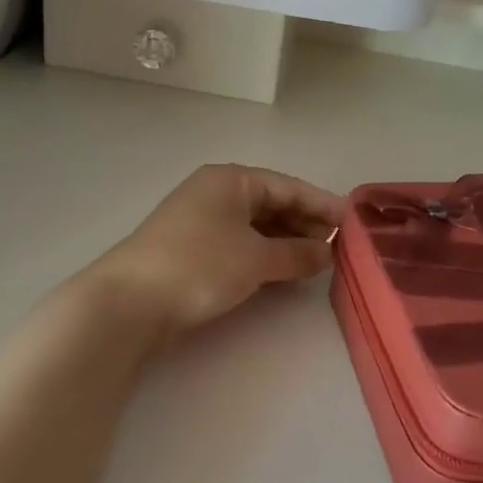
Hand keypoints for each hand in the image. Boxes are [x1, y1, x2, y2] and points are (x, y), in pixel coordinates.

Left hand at [89, 165, 346, 341]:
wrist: (130, 302)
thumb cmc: (199, 266)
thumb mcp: (256, 258)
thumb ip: (296, 253)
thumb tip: (327, 252)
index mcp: (231, 180)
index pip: (287, 186)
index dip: (321, 204)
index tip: (352, 222)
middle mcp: (216, 193)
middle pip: (272, 204)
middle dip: (305, 225)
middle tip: (338, 248)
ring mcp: (202, 222)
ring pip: (256, 227)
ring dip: (286, 243)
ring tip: (317, 264)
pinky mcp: (193, 250)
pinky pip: (240, 245)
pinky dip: (264, 256)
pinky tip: (284, 274)